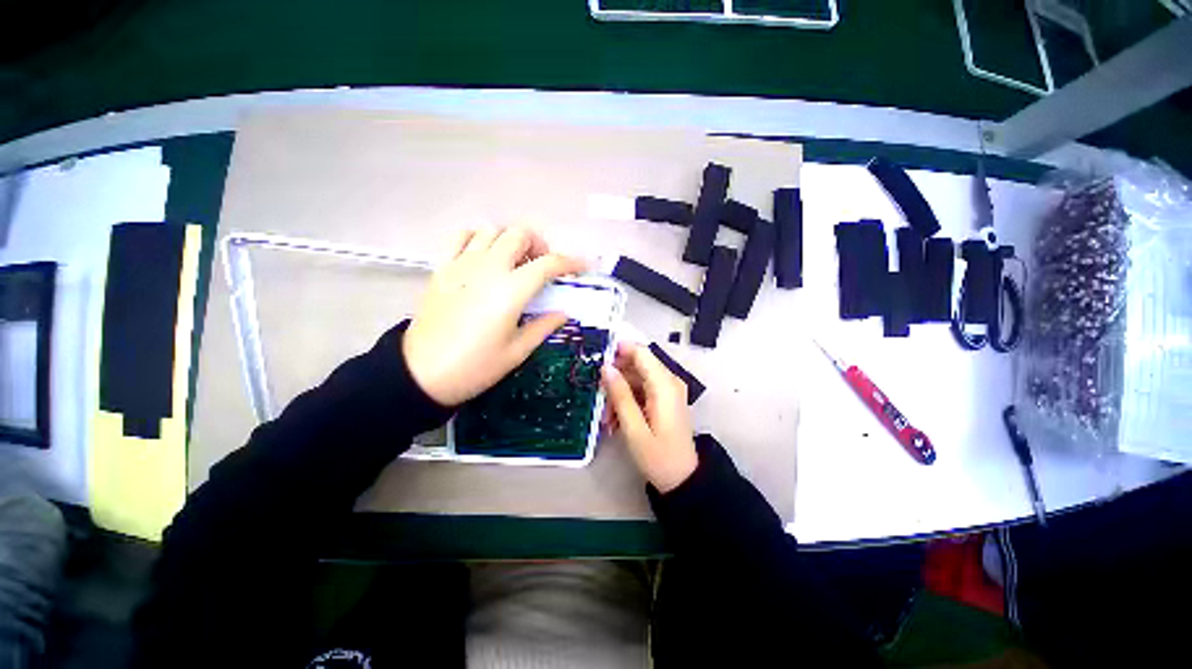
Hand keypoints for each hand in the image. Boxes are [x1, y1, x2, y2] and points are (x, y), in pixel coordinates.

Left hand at [403, 227, 585, 405]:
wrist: (421, 373)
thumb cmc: (475, 366)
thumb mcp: (517, 351)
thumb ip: (543, 326)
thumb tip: (563, 313)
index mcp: (511, 290)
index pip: (548, 264)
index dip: (570, 263)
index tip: (581, 267)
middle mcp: (488, 268)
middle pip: (519, 234)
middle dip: (539, 245)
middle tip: (543, 266)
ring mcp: (462, 264)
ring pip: (492, 230)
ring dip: (510, 240)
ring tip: (515, 262)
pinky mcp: (443, 268)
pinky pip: (462, 237)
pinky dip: (479, 238)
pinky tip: (485, 256)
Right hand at [601, 342, 698, 492]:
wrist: (683, 479)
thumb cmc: (658, 457)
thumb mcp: (634, 429)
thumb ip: (620, 395)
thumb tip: (606, 368)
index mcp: (664, 385)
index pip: (641, 353)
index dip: (619, 351)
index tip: (597, 360)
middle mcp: (669, 381)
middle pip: (637, 365)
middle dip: (615, 378)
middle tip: (599, 398)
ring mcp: (668, 390)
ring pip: (636, 378)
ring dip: (619, 393)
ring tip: (606, 418)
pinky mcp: (665, 399)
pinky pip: (642, 389)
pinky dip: (627, 400)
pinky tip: (616, 420)